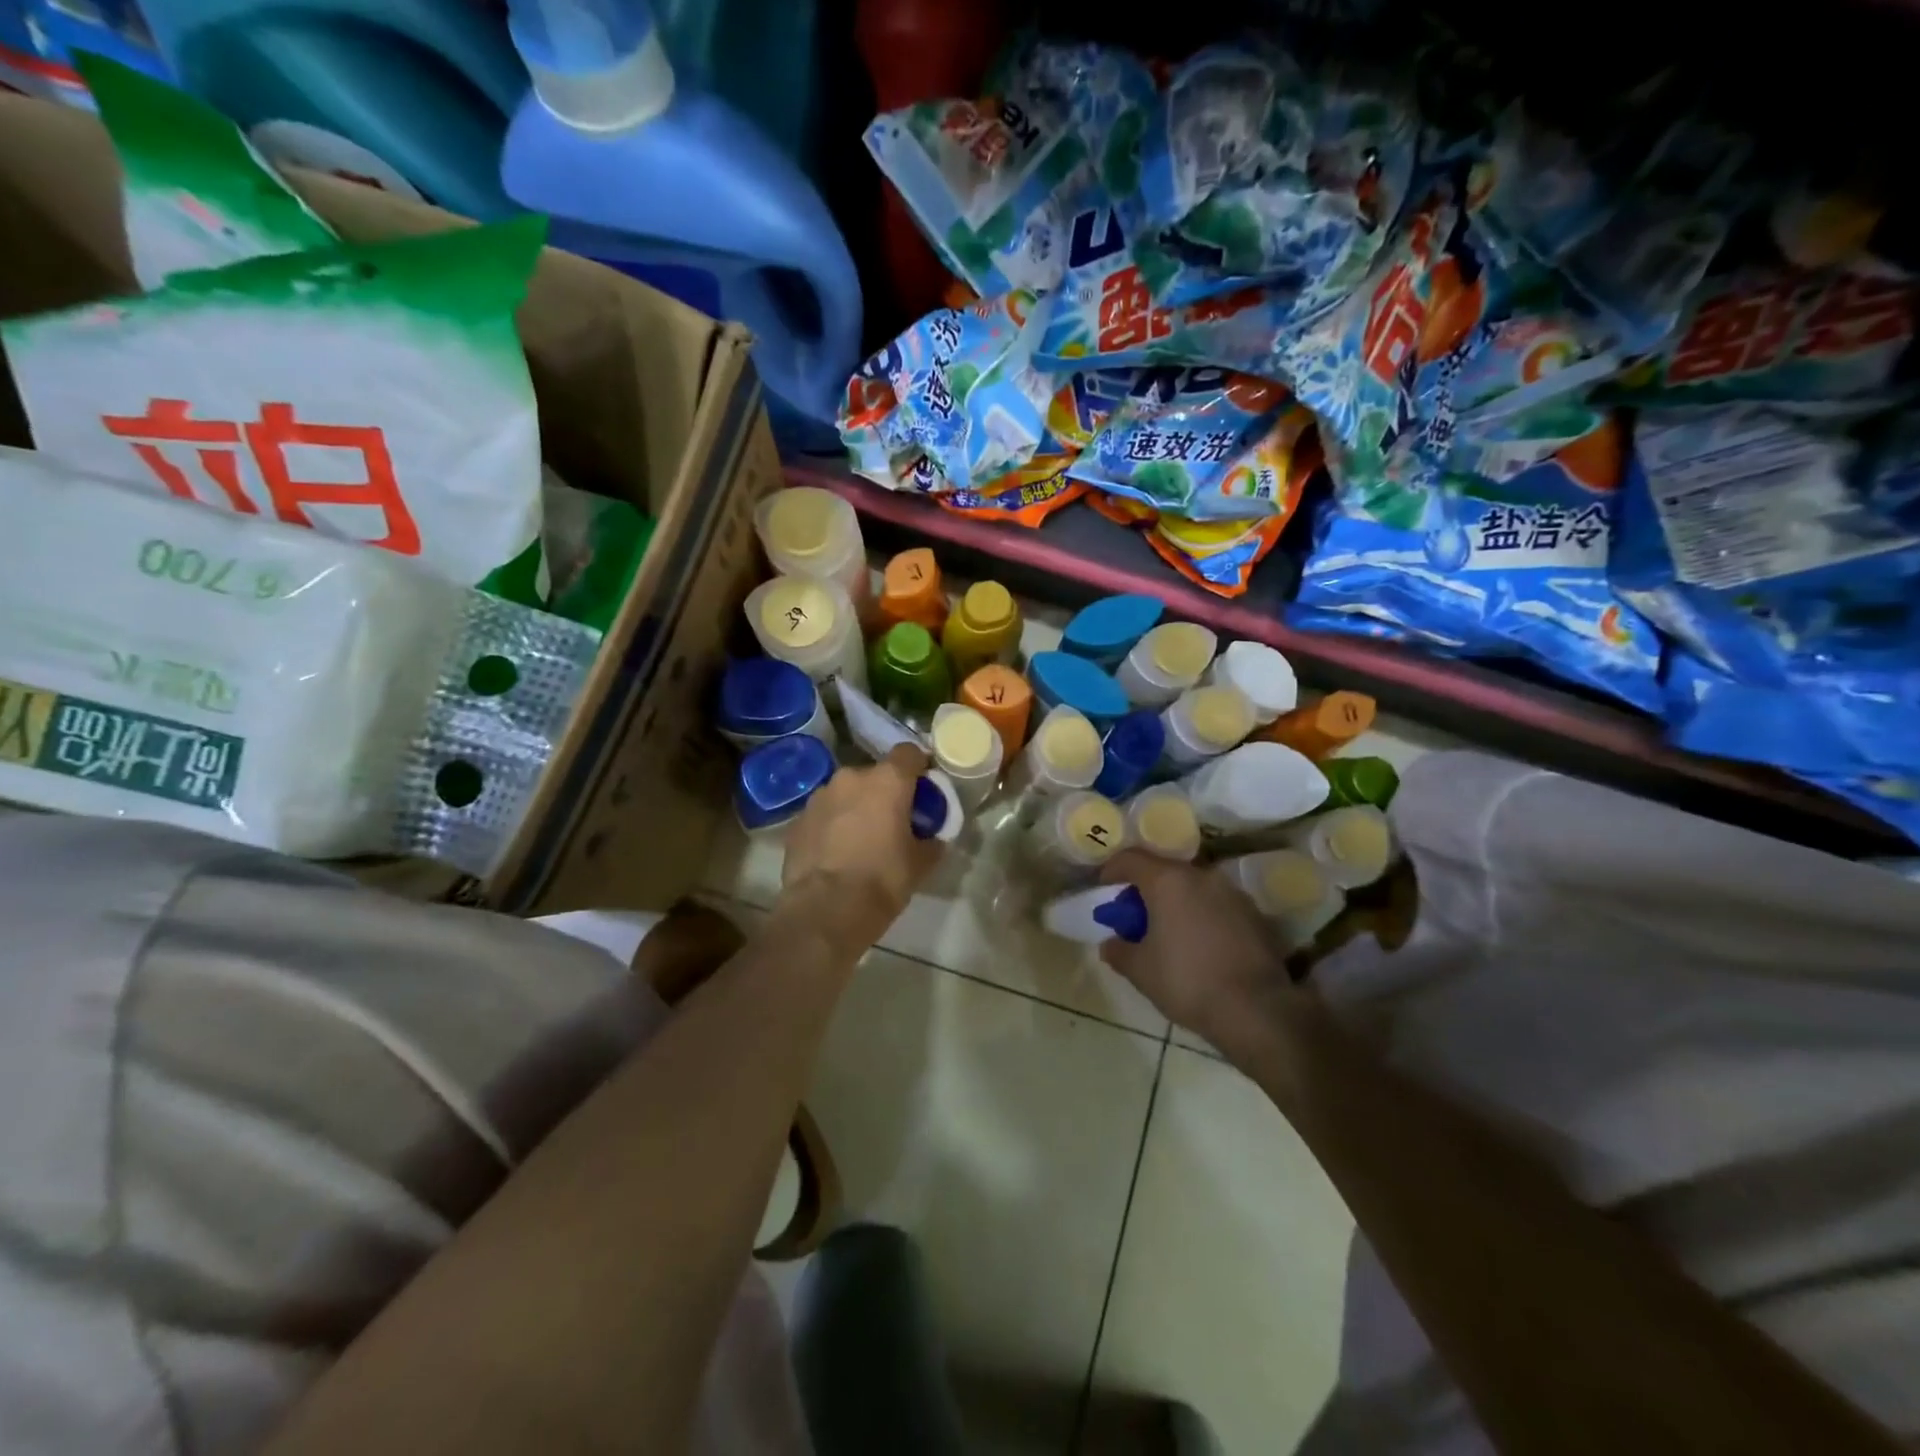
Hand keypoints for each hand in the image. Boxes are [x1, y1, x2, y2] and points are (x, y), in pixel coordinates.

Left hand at [778, 743, 942, 948]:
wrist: (826, 910)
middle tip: (892, 821)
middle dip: (885, 793)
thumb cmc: (882, 880)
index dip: (919, 767)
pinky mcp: (798, 819)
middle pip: (875, 775)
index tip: (924, 787)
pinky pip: (824, 814)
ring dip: (856, 807)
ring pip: (846, 793)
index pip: (909, 752)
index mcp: (887, 781)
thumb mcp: (921, 863)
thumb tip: (932, 837)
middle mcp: (851, 778)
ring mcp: (820, 796)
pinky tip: (837, 853)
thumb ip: (931, 840)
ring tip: (861, 839)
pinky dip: (832, 825)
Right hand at [1098, 850, 1296, 1048]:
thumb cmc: (1187, 981)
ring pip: (1194, 887)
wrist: (1256, 1009)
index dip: (1113, 870)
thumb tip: (1110, 944)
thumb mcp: (1140, 970)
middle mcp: (1202, 876)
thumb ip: (1119, 950)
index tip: (1105, 887)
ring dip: (1177, 902)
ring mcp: (1233, 893)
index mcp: (1168, 881)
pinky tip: (1200, 944)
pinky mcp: (1255, 914)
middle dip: (1146, 889)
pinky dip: (1202, 915)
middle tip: (1135, 916)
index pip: (1132, 858)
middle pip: (1165, 871)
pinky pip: (1218, 905)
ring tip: (1169, 932)